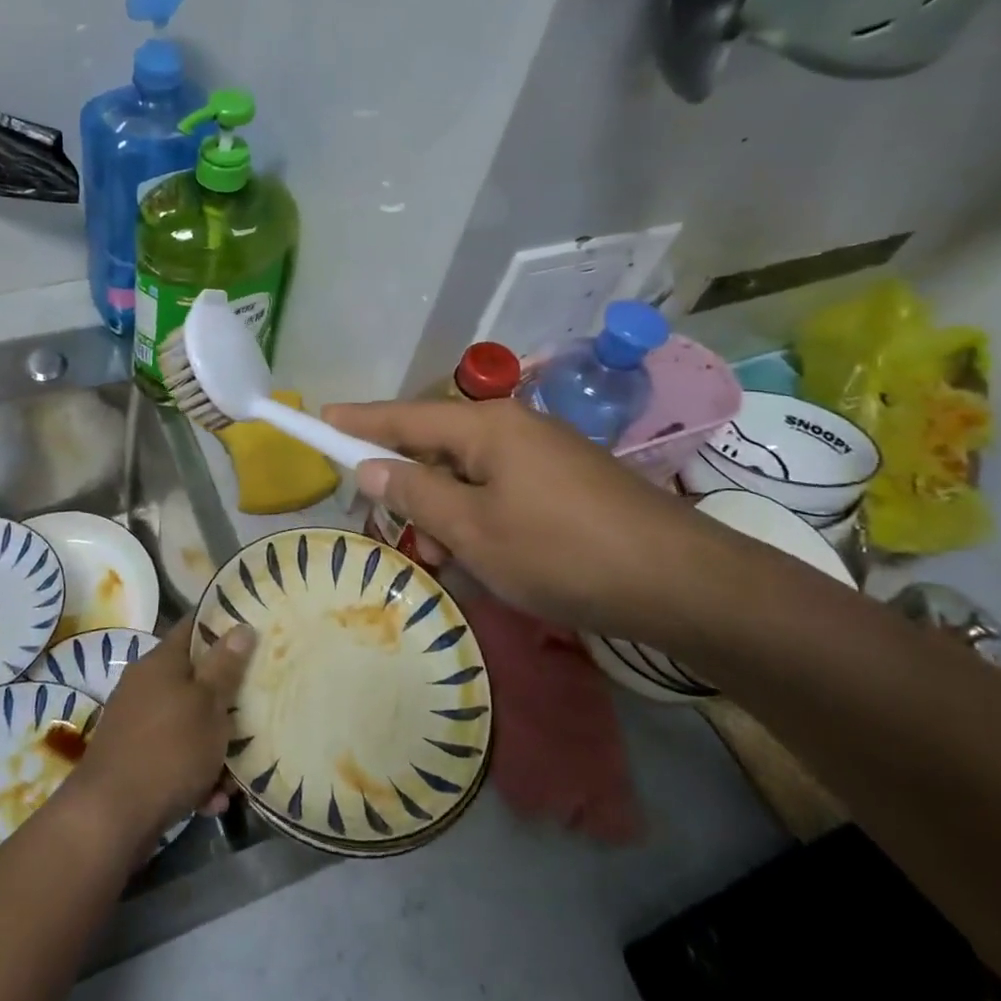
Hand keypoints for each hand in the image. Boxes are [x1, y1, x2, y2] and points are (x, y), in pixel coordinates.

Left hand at [69, 615, 255, 845]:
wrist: (109, 818)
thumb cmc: (169, 749)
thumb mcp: (208, 704)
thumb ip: (225, 666)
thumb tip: (240, 626)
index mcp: (161, 661)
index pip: (194, 627)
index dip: (223, 626)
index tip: (252, 632)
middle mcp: (145, 686)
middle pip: (194, 679)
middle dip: (225, 699)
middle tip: (255, 711)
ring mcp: (137, 725)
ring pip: (187, 724)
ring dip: (213, 747)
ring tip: (236, 776)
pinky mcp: (134, 762)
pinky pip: (174, 758)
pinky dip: (194, 775)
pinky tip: (212, 801)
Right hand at [326, 399, 736, 642]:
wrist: (681, 582)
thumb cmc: (563, 552)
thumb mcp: (476, 530)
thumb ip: (417, 495)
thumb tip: (370, 468)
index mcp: (486, 427)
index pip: (403, 417)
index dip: (358, 422)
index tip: (319, 418)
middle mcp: (513, 427)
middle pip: (436, 446)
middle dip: (407, 486)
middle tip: (388, 529)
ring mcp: (544, 453)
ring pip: (469, 475)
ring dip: (446, 512)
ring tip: (447, 563)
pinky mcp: (565, 481)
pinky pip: (500, 489)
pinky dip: (480, 519)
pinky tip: (487, 559)